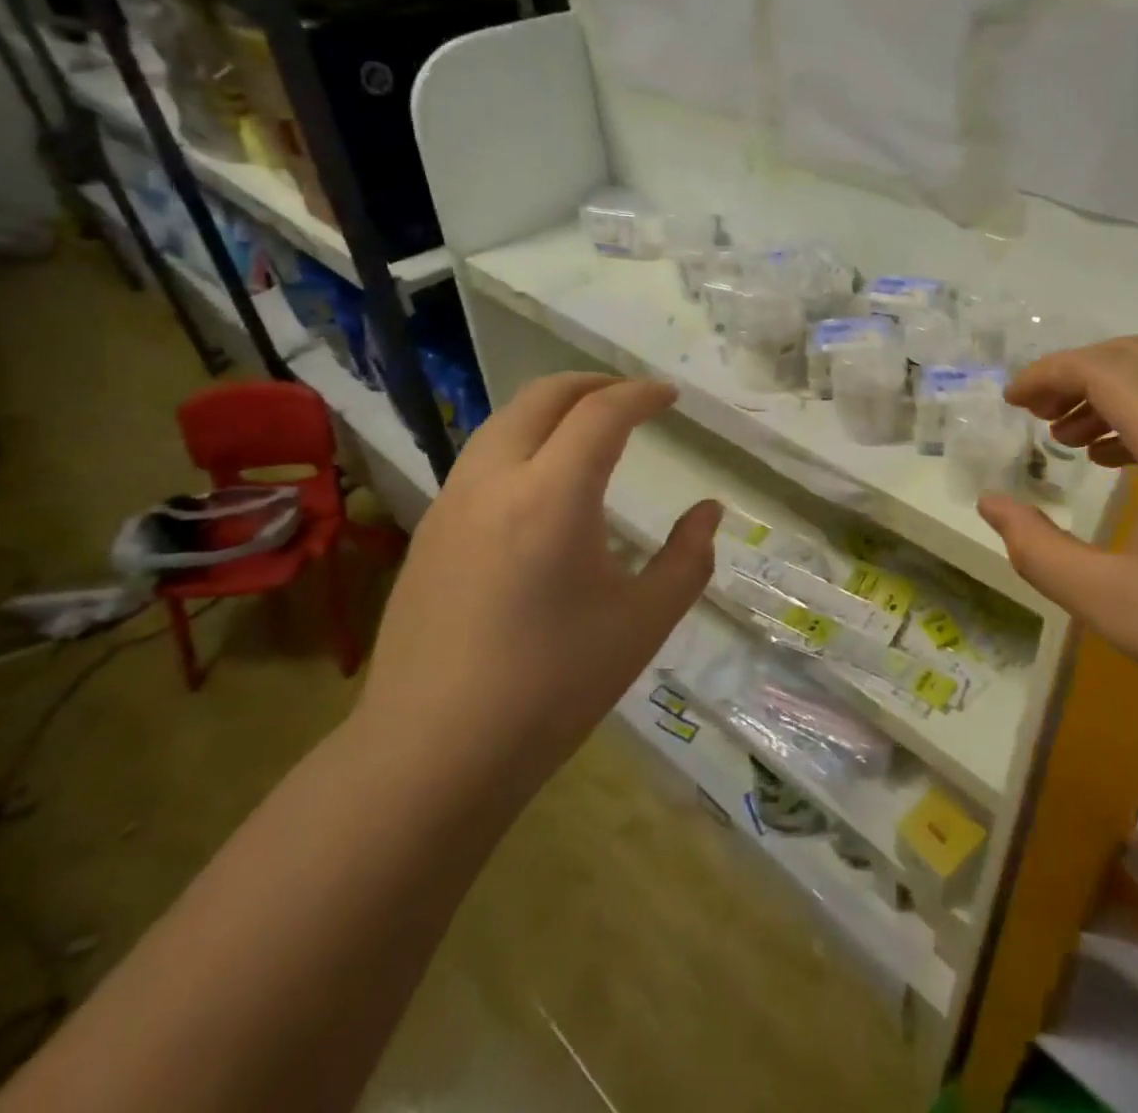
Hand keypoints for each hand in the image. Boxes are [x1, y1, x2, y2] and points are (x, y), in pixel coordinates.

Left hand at [358, 373, 719, 782]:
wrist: (433, 753)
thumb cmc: (553, 687)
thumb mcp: (643, 623)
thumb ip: (688, 558)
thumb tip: (709, 513)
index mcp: (552, 495)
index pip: (602, 413)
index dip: (642, 395)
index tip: (671, 397)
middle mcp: (494, 480)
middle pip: (542, 397)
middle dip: (593, 384)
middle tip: (632, 397)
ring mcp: (451, 503)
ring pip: (504, 423)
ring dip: (552, 410)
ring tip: (589, 431)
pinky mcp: (428, 532)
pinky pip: (482, 459)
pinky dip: (522, 443)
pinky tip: (541, 486)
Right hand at [977, 337, 1137, 771]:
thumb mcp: (1111, 602)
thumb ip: (1036, 547)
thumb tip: (991, 505)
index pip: (1104, 367)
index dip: (1048, 374)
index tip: (1010, 403)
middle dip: (1079, 374)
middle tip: (1037, 416)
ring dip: (1119, 394)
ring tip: (1075, 441)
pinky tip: (1135, 466)